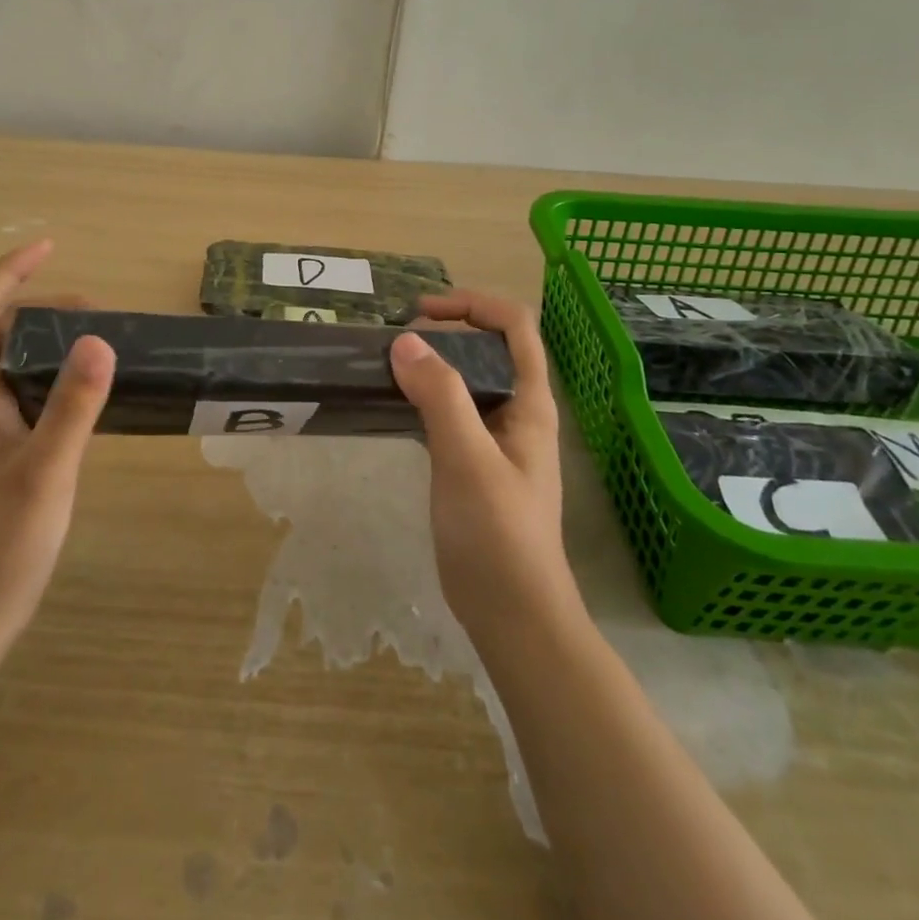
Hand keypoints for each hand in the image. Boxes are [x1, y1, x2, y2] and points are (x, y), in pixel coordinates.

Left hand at [0, 239, 115, 648]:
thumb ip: (73, 406)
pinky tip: (90, 395)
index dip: (7, 271)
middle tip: (99, 313)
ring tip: (101, 341)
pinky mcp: (2, 452)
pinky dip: (57, 374)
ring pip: (13, 361)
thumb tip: (99, 338)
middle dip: (43, 304)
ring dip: (51, 338)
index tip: (49, 246)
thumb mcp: (45, 472)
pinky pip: (28, 392)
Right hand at [389, 291, 576, 646]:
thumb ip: (440, 397)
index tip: (422, 313)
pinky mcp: (473, 464)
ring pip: (466, 381)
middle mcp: (517, 412)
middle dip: (447, 329)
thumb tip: (405, 341)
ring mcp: (495, 439)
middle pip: (489, 347)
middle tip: (397, 338)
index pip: (514, 326)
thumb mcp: (467, 460)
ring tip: (388, 365)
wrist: (513, 614)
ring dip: (432, 364)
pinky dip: (423, 397)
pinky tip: (394, 406)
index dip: (473, 304)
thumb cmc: (498, 535)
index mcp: (530, 403)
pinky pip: (449, 413)